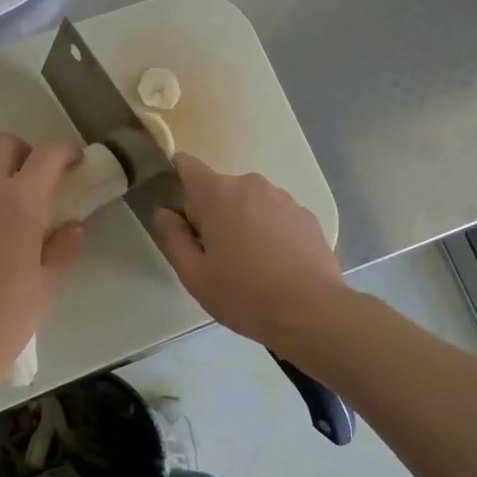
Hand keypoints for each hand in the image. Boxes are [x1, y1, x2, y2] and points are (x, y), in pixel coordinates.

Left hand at [0, 134, 85, 389]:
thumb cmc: (6, 319)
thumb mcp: (47, 284)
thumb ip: (64, 246)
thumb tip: (72, 226)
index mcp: (19, 203)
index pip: (46, 154)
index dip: (65, 150)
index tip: (73, 161)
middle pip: (3, 145)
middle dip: (24, 155)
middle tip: (33, 183)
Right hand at [151, 153, 346, 354]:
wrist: (312, 312)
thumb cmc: (244, 294)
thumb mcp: (194, 275)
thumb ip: (173, 237)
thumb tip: (164, 212)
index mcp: (219, 194)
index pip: (186, 165)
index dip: (177, 180)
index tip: (180, 212)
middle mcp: (252, 185)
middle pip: (220, 189)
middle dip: (213, 214)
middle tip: (216, 256)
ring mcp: (283, 198)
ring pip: (250, 203)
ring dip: (243, 222)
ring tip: (251, 265)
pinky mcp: (307, 215)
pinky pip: (275, 215)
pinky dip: (270, 232)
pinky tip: (276, 266)